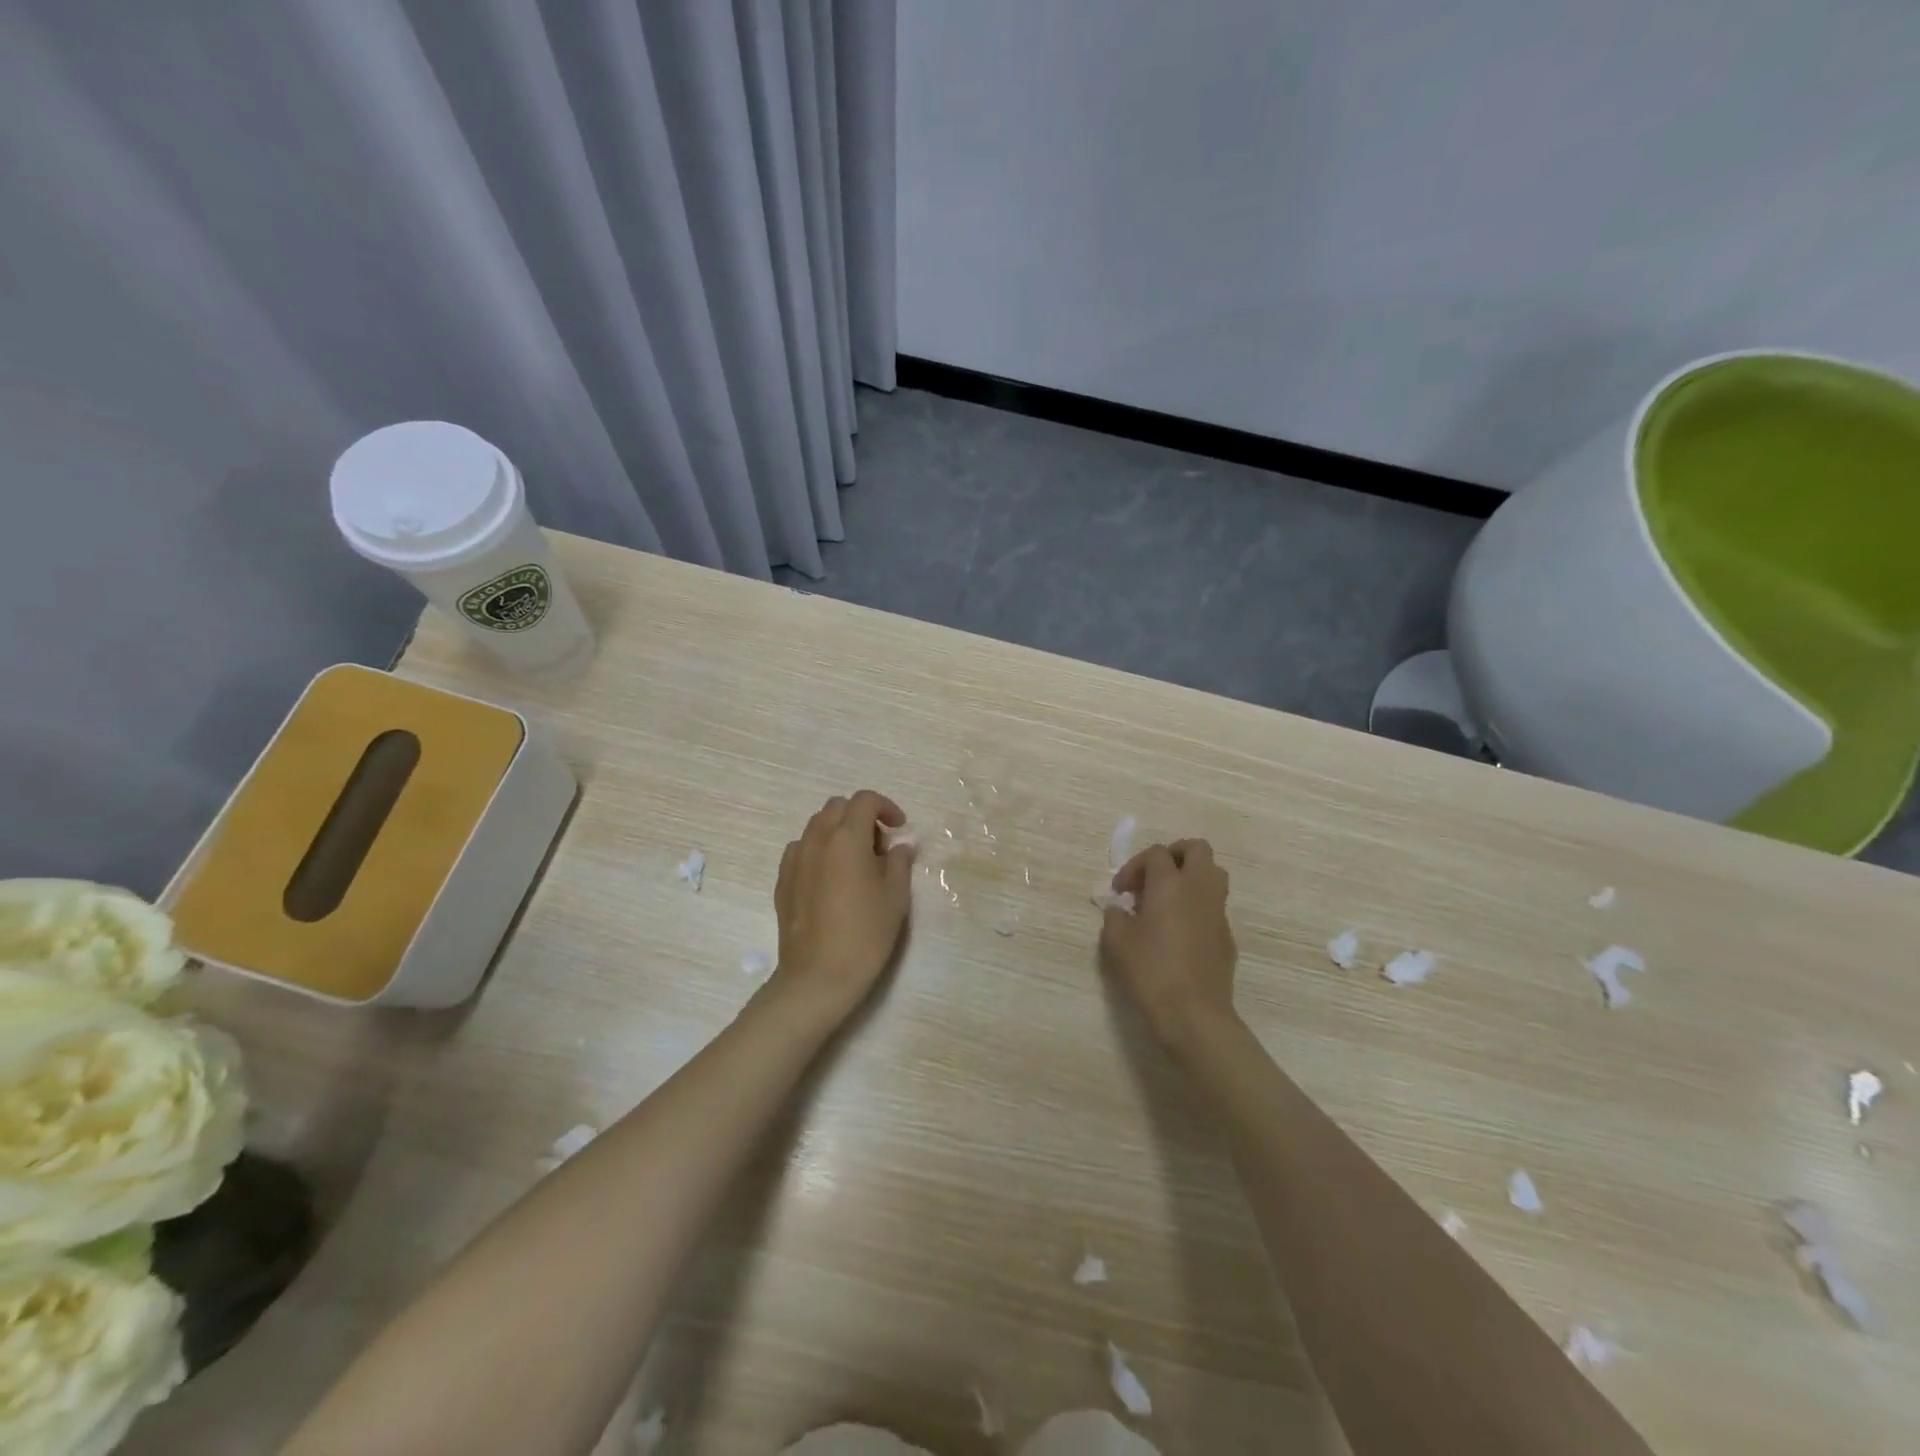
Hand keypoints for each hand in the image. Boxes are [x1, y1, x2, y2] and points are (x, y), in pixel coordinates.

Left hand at [771, 790, 914, 1026]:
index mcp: (847, 838)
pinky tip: (831, 878)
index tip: (899, 828)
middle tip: (879, 846)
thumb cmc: (865, 934)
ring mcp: (795, 859)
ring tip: (855, 862)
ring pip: (817, 825)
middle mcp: (816, 839)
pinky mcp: (782, 880)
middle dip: (861, 816)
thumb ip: (900, 862)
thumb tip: (900, 845)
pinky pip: (802, 848)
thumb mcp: (895, 897)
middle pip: (838, 807)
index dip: (886, 807)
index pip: (865, 800)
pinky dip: (820, 850)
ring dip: (839, 831)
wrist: (818, 976)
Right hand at [1100, 839, 1237, 1047]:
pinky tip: (1179, 932)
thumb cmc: (1150, 971)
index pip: (1156, 854)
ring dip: (1190, 877)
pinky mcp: (1227, 935)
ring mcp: (1218, 912)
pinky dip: (1197, 906)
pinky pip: (1214, 905)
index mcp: (1171, 884)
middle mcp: (1199, 889)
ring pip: (1213, 874)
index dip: (1134, 867)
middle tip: (1153, 877)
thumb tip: (1121, 909)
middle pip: (1197, 849)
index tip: (1120, 892)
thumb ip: (1115, 915)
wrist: (1193, 1014)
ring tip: (1167, 900)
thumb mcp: (1116, 941)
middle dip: (1173, 855)